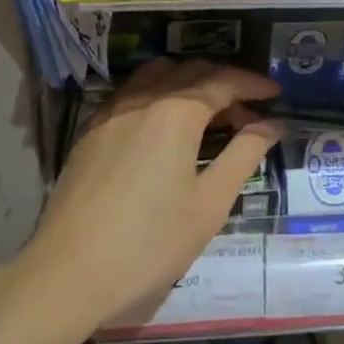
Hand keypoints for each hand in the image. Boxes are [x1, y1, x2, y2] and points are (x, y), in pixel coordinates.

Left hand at [26, 59, 279, 328]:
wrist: (68, 272)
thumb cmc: (149, 243)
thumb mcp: (209, 203)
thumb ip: (243, 155)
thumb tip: (272, 125)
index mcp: (176, 111)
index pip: (223, 81)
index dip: (253, 84)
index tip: (276, 94)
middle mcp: (144, 97)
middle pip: (191, 71)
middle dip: (225, 83)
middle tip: (249, 112)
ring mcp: (112, 110)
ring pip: (158, 74)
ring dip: (190, 82)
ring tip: (209, 112)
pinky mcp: (91, 129)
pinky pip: (133, 93)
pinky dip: (160, 94)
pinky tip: (165, 126)